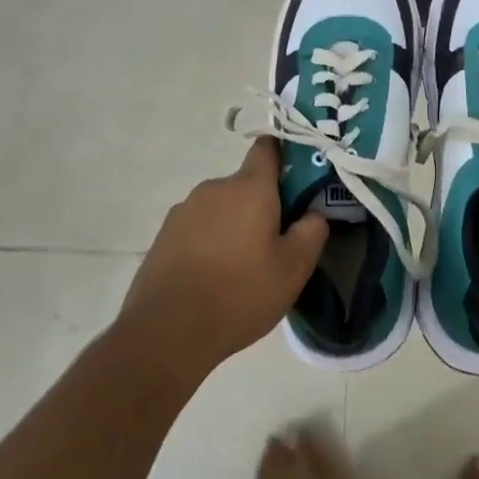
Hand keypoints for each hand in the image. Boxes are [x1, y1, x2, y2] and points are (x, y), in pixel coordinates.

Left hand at [121, 139, 327, 375]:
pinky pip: (198, 228)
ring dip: (235, 225)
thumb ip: (312, 232)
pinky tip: (213, 278)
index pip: (268, 147)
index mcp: (249, 187)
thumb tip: (313, 213)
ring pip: (222, 208)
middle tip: (276, 244)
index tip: (299, 182)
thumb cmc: (239, 293)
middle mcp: (214, 188)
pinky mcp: (164, 235)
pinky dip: (210, 243)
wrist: (166, 332)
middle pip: (246, 184)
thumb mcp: (294, 269)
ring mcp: (184, 210)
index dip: (286, 156)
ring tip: (242, 268)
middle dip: (263, 206)